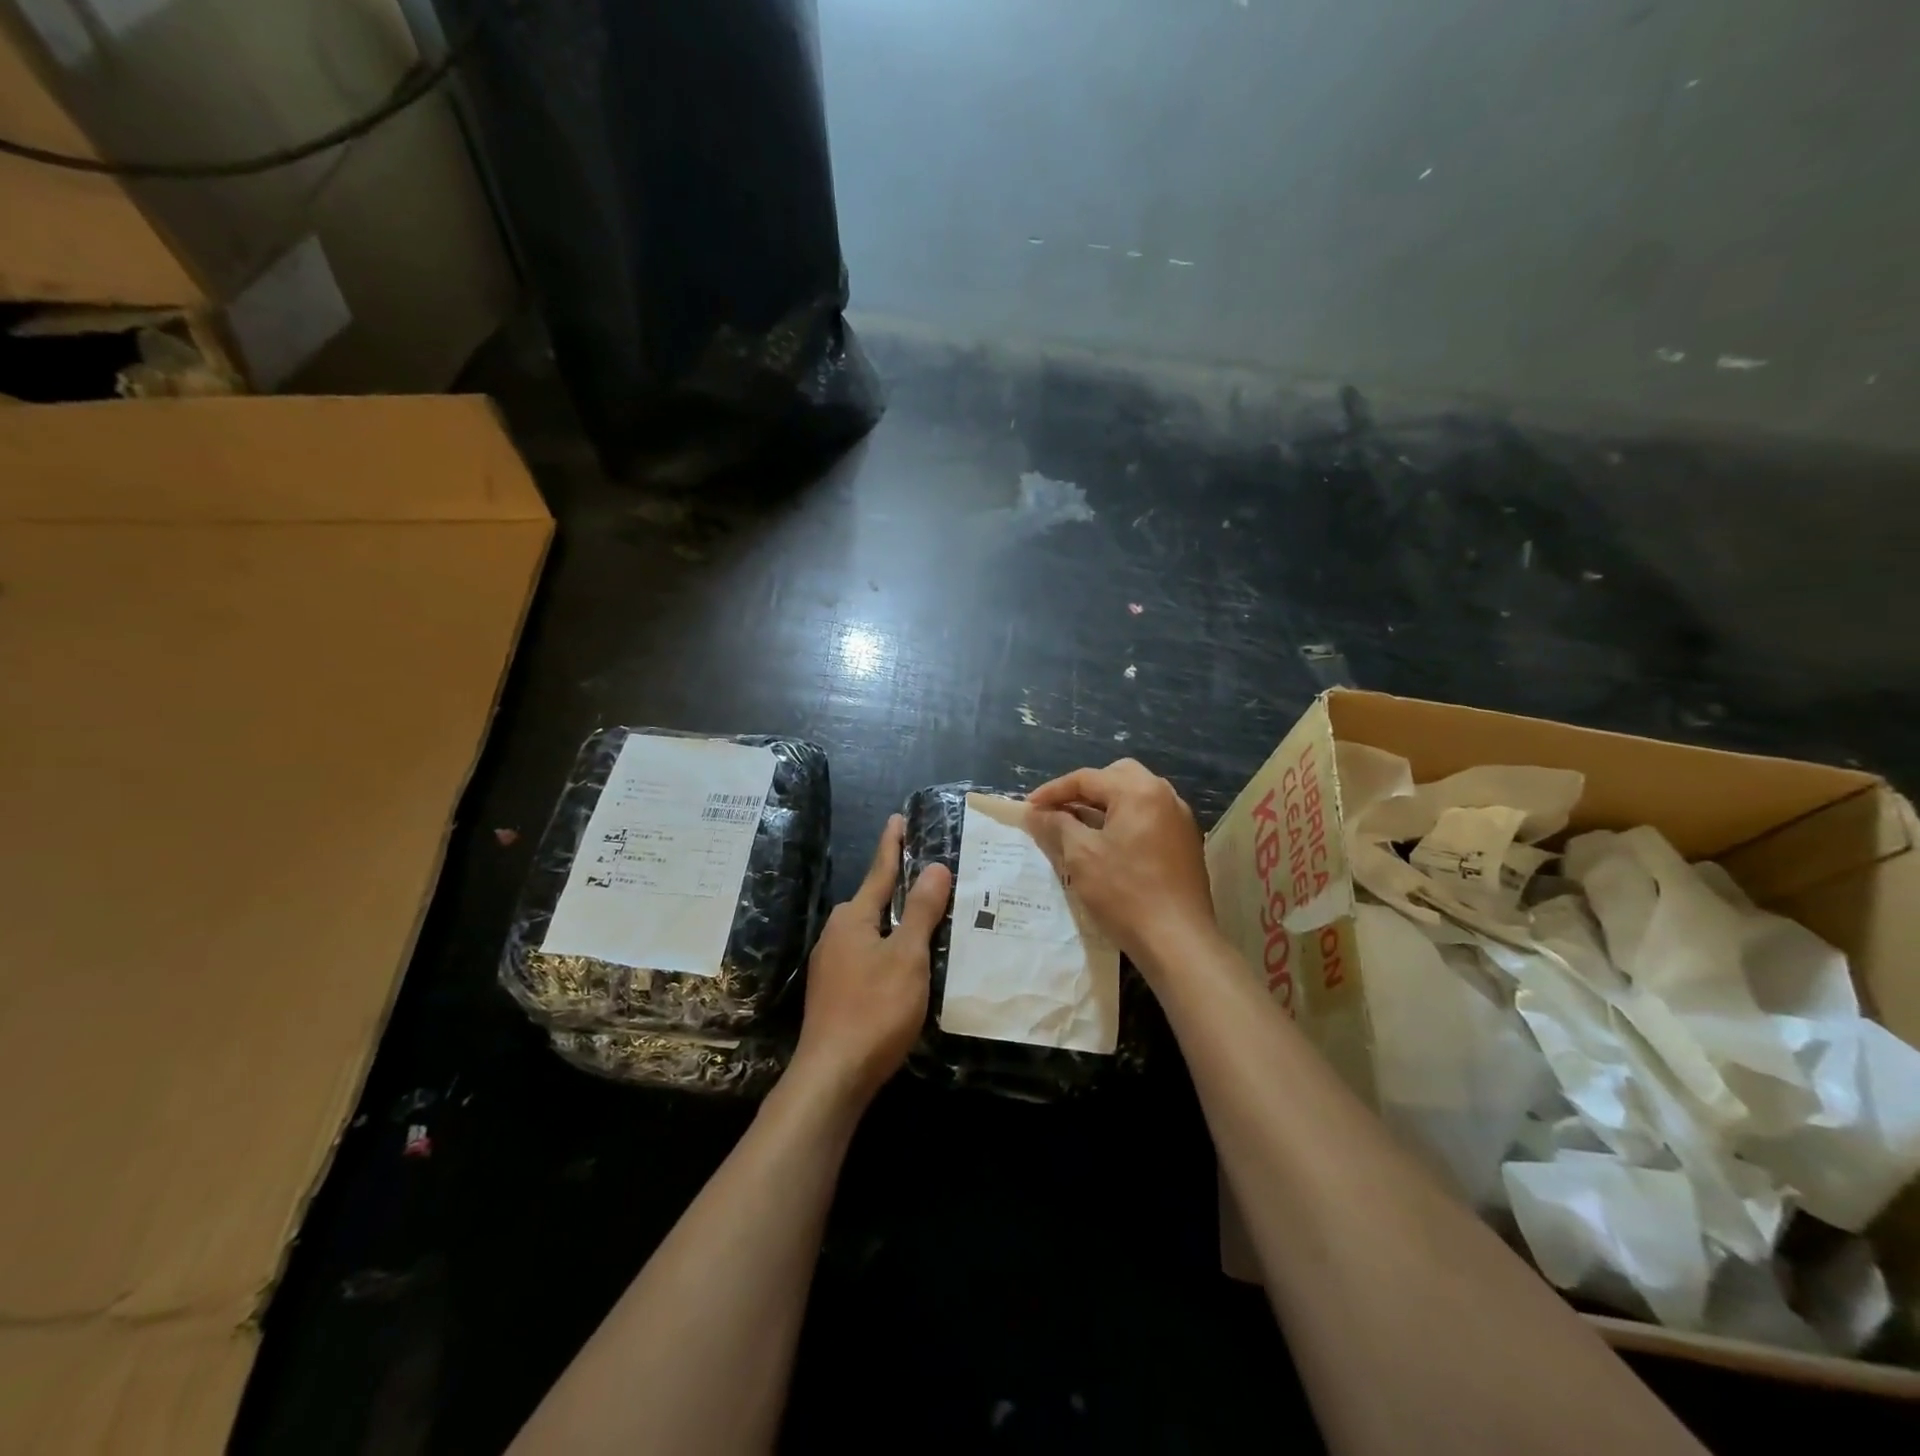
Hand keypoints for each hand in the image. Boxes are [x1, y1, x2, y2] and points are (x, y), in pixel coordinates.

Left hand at [790, 815, 951, 1107]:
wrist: (832, 1076)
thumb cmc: (874, 1008)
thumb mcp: (907, 956)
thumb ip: (920, 910)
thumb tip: (935, 866)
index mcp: (853, 917)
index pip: (879, 870)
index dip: (893, 844)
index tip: (898, 818)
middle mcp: (837, 933)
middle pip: (875, 900)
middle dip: (900, 886)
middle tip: (934, 876)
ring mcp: (832, 963)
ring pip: (872, 931)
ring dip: (896, 921)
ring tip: (928, 917)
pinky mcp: (835, 991)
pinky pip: (868, 954)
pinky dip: (889, 948)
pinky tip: (906, 963)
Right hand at [1026, 760, 1215, 972]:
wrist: (1178, 941)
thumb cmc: (1125, 893)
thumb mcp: (1081, 856)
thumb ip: (1057, 825)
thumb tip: (1036, 812)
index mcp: (1139, 791)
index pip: (1087, 778)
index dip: (1053, 791)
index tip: (1029, 807)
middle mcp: (1165, 796)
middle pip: (1116, 777)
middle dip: (1084, 790)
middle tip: (1059, 811)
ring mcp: (1180, 820)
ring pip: (1135, 796)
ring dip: (1105, 805)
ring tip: (1079, 827)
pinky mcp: (1186, 843)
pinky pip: (1149, 817)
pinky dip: (1125, 821)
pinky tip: (1109, 845)